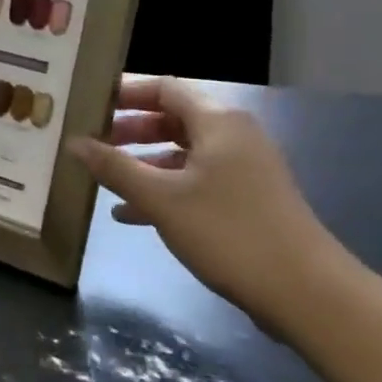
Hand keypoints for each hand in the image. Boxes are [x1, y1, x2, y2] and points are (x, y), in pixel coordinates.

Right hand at [68, 77, 354, 329]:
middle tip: (91, 140)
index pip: (165, 88)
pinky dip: (165, 189)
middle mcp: (234, 136)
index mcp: (218, 122)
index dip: (126, 92)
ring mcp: (244, 169)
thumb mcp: (161, 199)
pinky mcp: (248, 200)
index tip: (89, 103)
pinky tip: (130, 215)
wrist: (307, 293)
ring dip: (144, 162)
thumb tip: (74, 142)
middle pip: (173, 118)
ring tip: (104, 176)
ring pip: (184, 153)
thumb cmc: (229, 233)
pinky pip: (197, 181)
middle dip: (130, 129)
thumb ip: (115, 167)